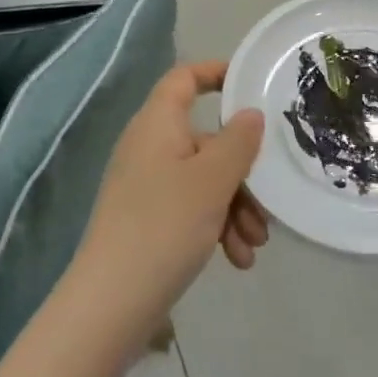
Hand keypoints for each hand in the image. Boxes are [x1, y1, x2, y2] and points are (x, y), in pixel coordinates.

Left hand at [71, 62, 267, 354]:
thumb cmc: (165, 225)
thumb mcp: (213, 180)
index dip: (215, 73)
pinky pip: (190, 208)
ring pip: (203, 179)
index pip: (184, 78)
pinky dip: (215, 226)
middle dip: (241, 173)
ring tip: (254, 247)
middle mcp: (149, 147)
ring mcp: (146, 185)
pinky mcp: (147, 219)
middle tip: (267, 205)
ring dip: (234, 208)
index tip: (251, 85)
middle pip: (205, 140)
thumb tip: (250, 114)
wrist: (110, 303)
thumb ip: (238, 141)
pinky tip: (236, 260)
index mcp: (157, 123)